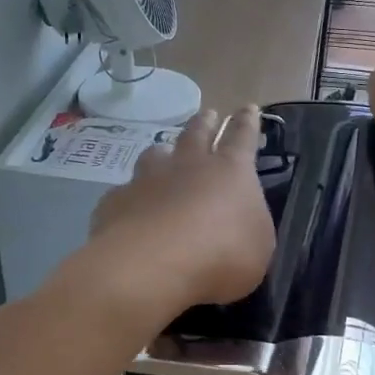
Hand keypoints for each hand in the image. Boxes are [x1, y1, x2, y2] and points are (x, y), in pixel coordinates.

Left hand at [85, 106, 275, 311]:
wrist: (152, 266)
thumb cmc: (221, 254)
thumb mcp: (258, 246)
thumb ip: (250, 227)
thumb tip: (241, 221)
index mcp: (230, 170)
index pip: (242, 136)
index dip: (247, 122)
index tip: (248, 108)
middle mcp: (187, 165)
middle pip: (197, 133)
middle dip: (205, 122)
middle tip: (208, 114)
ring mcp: (147, 179)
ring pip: (156, 154)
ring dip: (163, 152)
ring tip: (164, 153)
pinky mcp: (116, 201)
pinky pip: (126, 192)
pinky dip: (132, 196)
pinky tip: (130, 207)